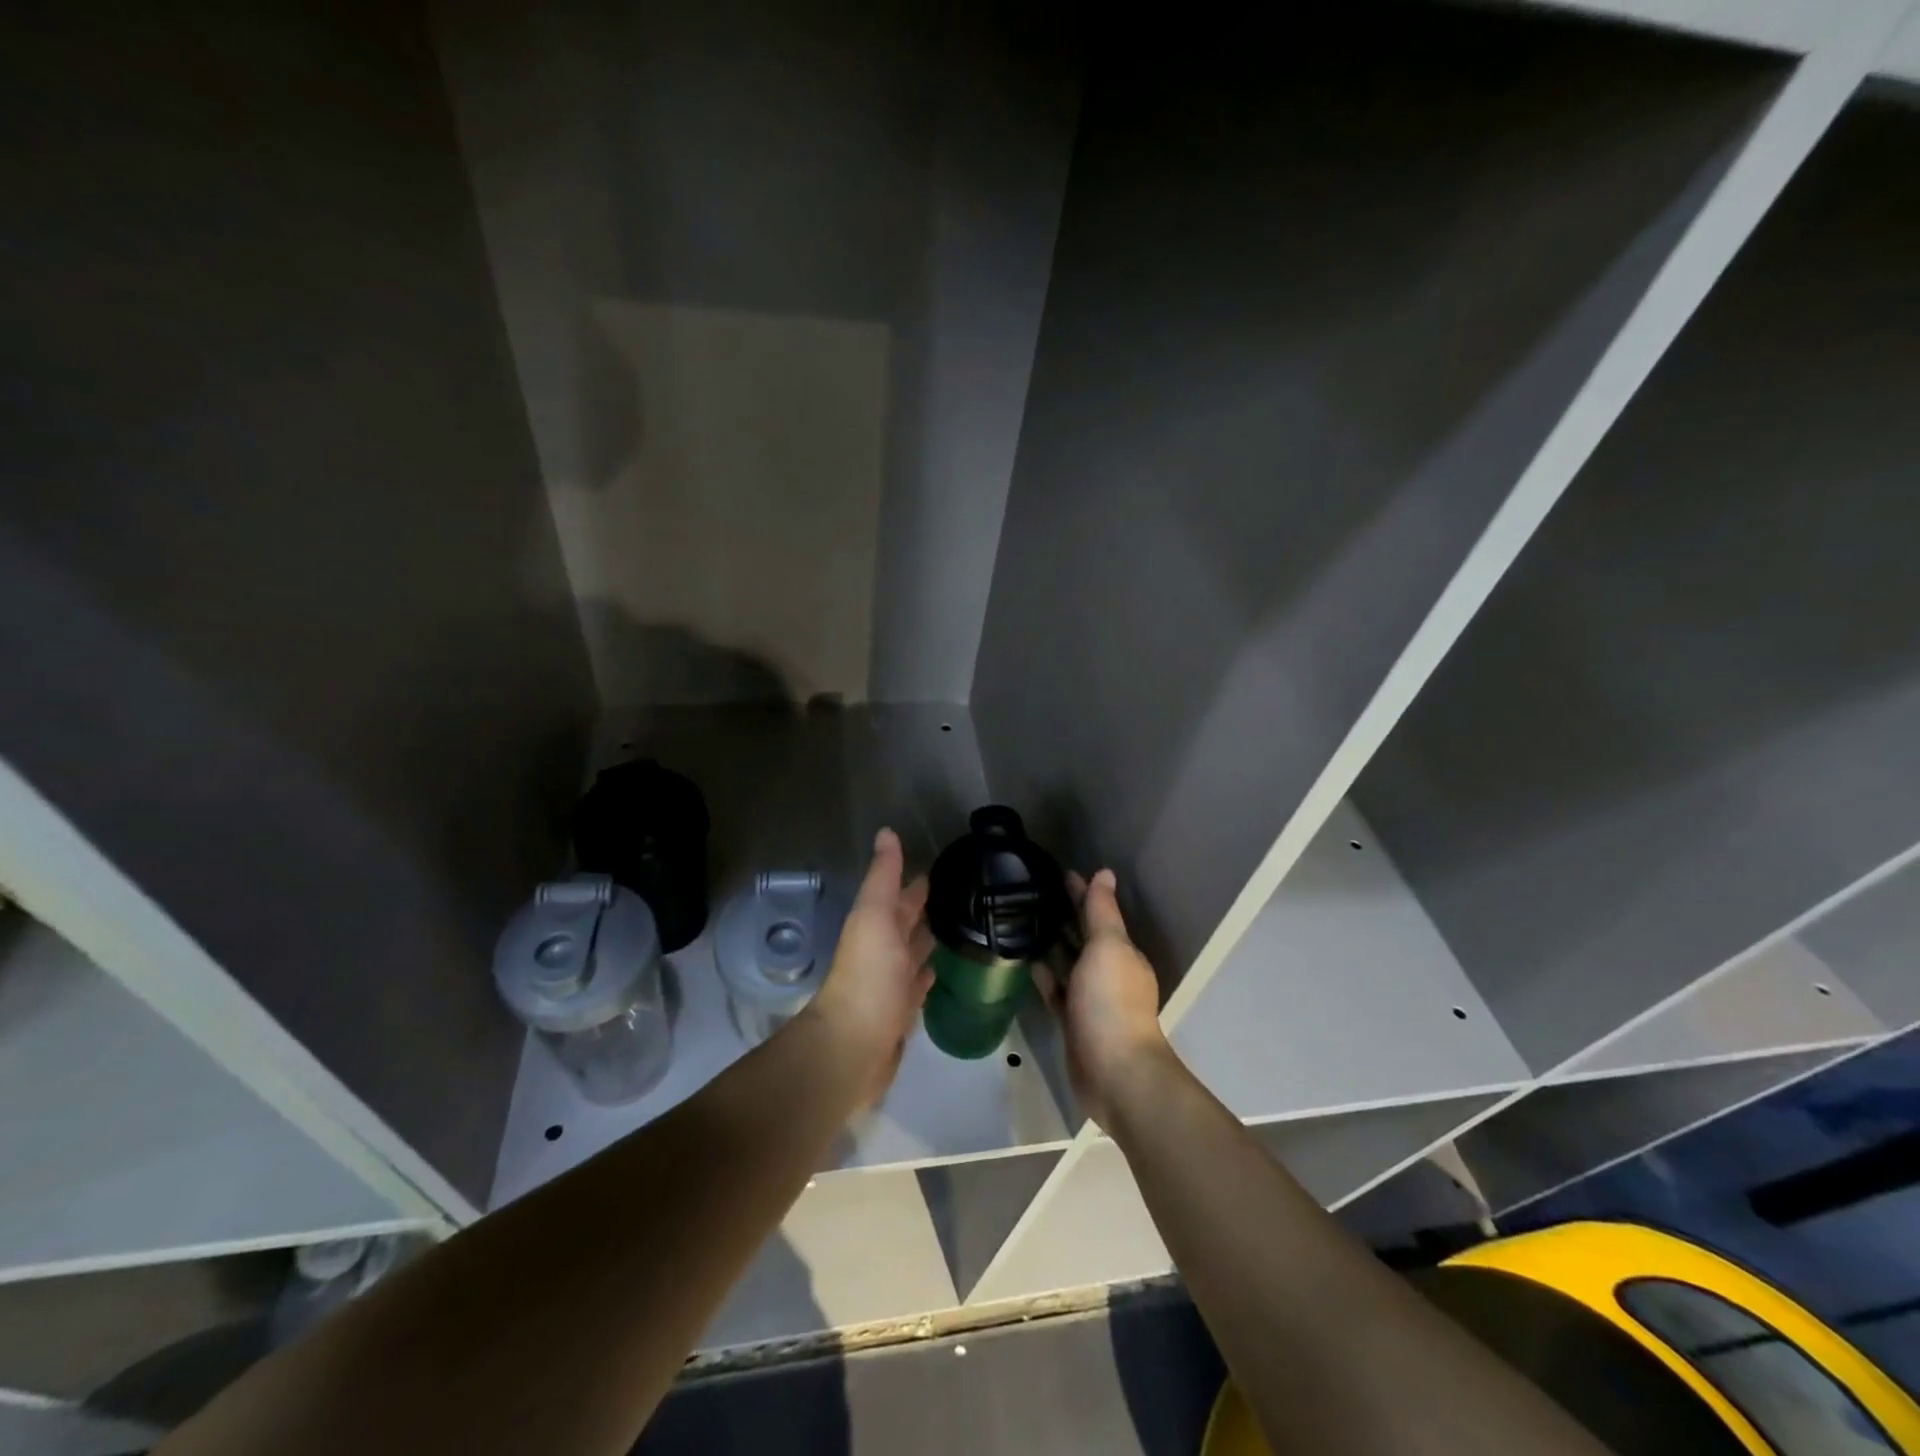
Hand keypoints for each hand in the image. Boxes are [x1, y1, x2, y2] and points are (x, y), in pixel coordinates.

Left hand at [806, 828, 934, 1107]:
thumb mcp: (873, 915)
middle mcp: (880, 952)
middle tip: (955, 895)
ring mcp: (890, 983)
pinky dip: (925, 976)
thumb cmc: (868, 975)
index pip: (897, 897)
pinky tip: (938, 972)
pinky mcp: (900, 1013)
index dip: (913, 884)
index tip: (938, 868)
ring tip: (955, 928)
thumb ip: (882, 877)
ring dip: (926, 941)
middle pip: (904, 925)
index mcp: (874, 926)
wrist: (854, 1045)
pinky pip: (916, 988)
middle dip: (921, 909)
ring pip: (911, 954)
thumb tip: (886, 831)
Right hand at [1039, 869, 1170, 1129]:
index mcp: (1122, 954)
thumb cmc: (1111, 1002)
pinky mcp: (1074, 1023)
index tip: (1060, 873)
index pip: (1100, 914)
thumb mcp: (1108, 948)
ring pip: (1070, 964)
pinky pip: (1057, 992)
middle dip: (1067, 916)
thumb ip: (1102, 912)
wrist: (1114, 1073)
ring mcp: (1091, 1000)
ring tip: (1025, 924)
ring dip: (1055, 945)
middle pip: (1086, 937)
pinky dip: (1046, 977)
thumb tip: (1105, 873)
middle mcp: (1109, 974)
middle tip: (1035, 894)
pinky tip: (1028, 964)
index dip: (1082, 893)